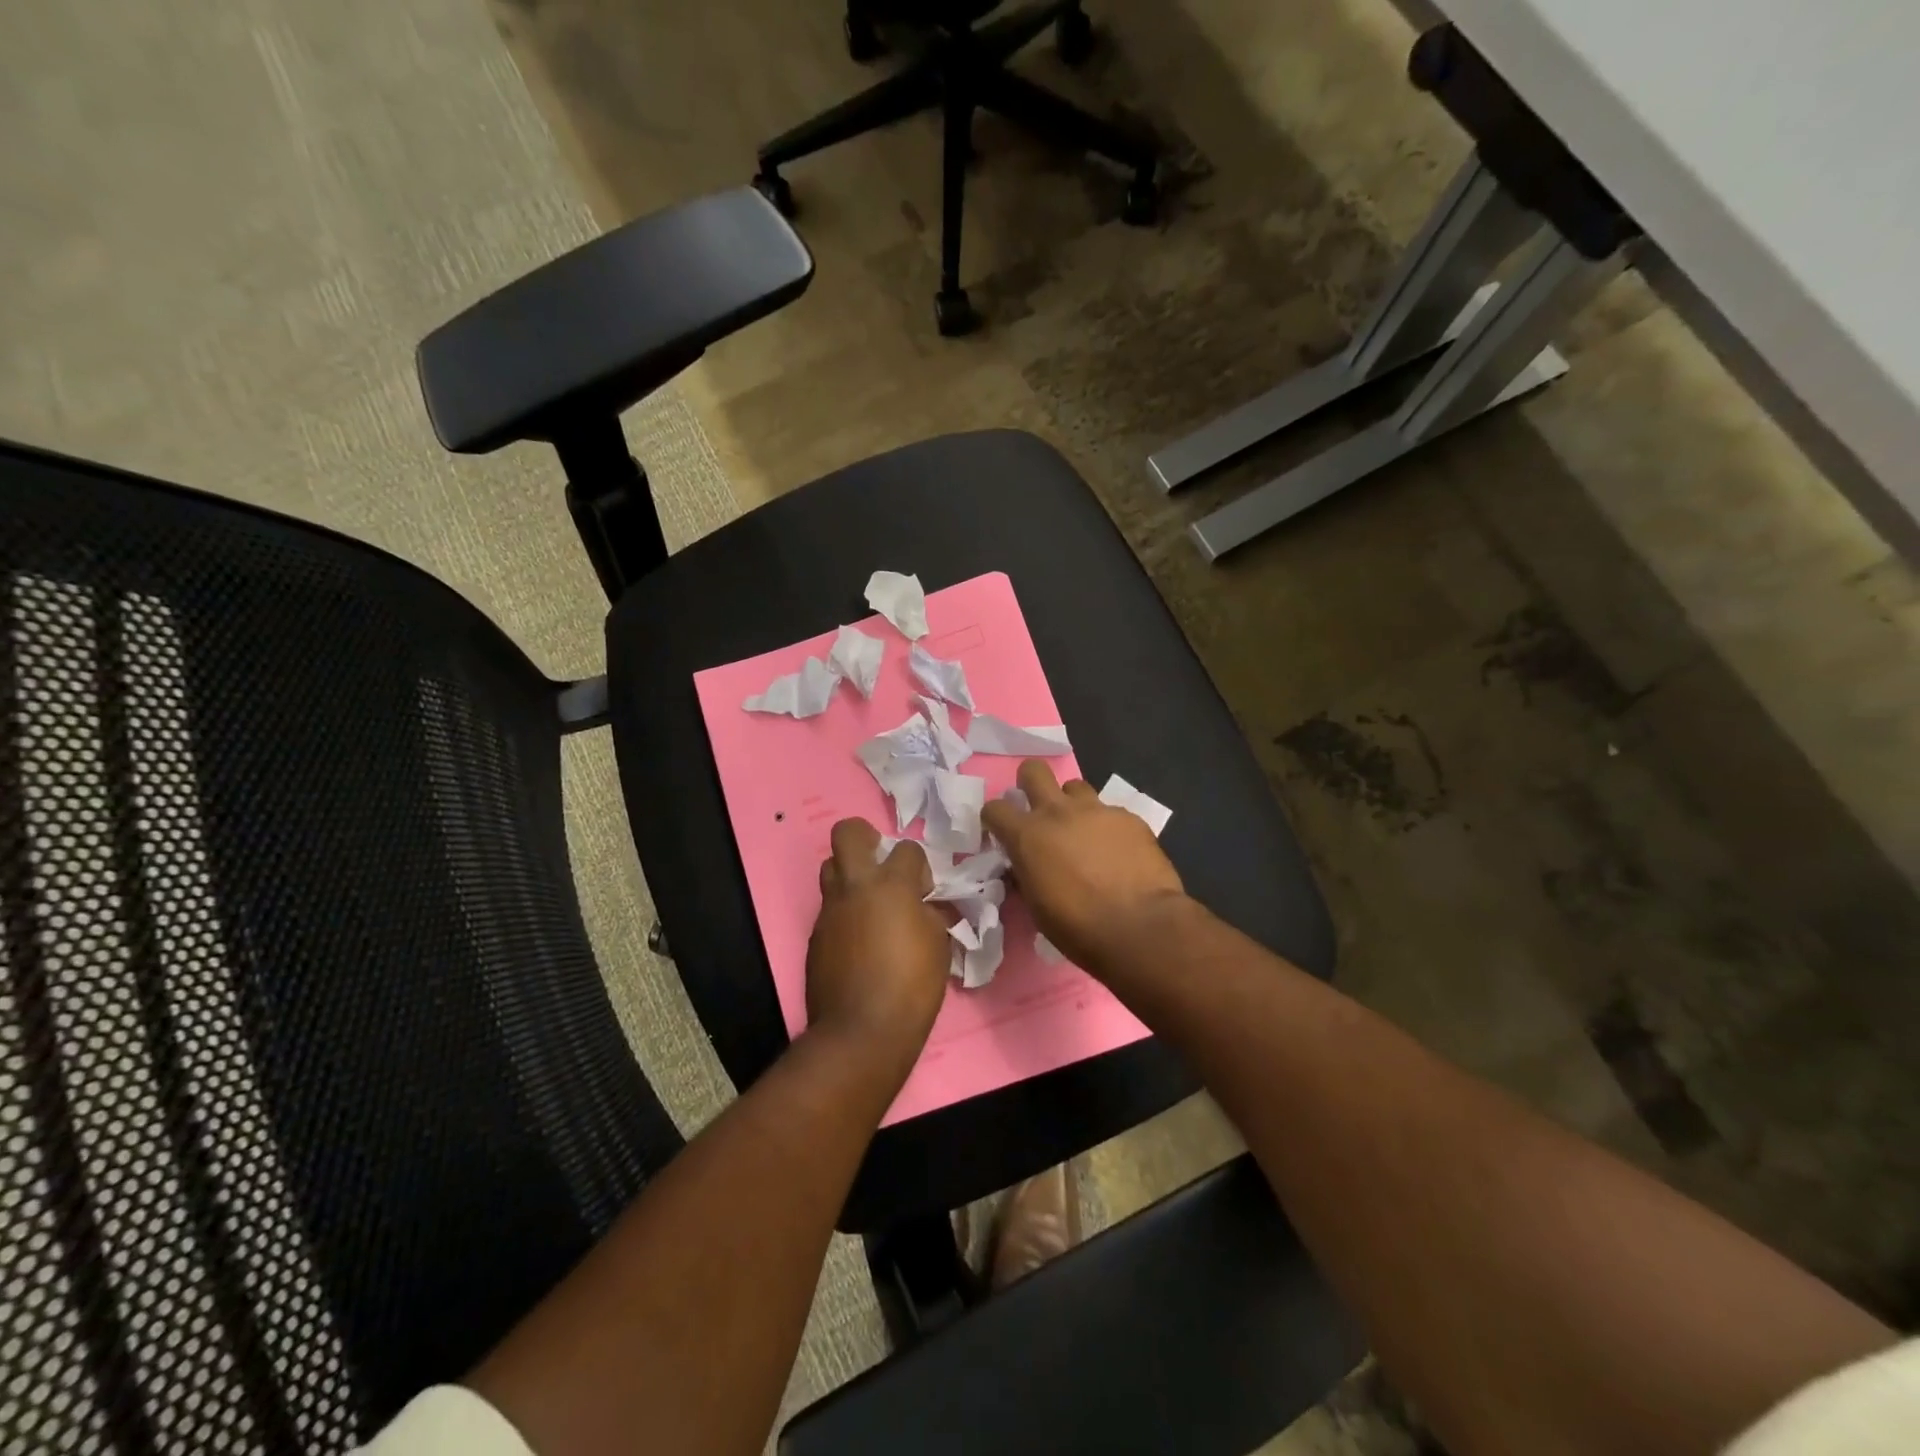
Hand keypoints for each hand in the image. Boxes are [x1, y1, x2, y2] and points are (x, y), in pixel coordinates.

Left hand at [807, 818, 951, 1060]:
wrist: (862, 1031)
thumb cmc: (911, 987)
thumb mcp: (938, 946)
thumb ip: (930, 915)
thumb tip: (925, 906)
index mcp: (891, 886)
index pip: (907, 849)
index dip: (919, 864)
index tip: (924, 890)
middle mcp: (855, 888)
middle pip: (847, 834)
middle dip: (864, 837)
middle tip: (880, 862)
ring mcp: (830, 911)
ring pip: (830, 868)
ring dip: (850, 875)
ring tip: (869, 902)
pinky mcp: (815, 936)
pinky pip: (828, 909)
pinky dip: (844, 914)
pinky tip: (858, 941)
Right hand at [980, 760, 1187, 970]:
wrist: (1139, 926)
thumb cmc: (1078, 927)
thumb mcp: (1036, 905)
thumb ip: (1027, 874)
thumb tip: (1026, 865)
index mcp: (1027, 835)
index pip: (994, 808)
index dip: (994, 818)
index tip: (1001, 832)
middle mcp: (1058, 812)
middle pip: (1034, 771)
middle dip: (1030, 782)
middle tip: (1037, 806)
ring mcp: (1096, 810)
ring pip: (1075, 786)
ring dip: (1072, 803)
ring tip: (1082, 829)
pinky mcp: (1128, 817)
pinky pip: (1110, 812)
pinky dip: (1107, 827)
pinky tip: (1117, 850)